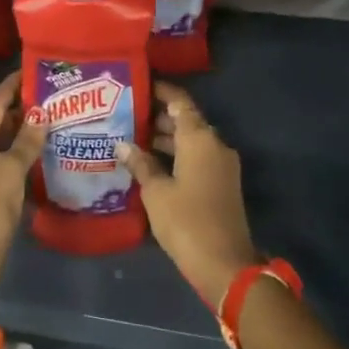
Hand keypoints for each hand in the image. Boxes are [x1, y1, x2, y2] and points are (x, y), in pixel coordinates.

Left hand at [0, 70, 46, 321]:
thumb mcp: (7, 172)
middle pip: (0, 120)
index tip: (36, 67)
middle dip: (25, 105)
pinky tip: (49, 147)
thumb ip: (25, 142)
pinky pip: (11, 160)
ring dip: (28, 128)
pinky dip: (28, 151)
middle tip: (56, 91)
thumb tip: (41, 114)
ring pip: (6, 140)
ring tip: (58, 113)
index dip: (13, 85)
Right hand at [117, 82, 258, 308]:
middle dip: (157, 117)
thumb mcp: (156, 192)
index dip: (160, 91)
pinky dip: (175, 156)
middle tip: (124, 115)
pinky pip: (196, 158)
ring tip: (131, 138)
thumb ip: (140, 163)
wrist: (225, 264)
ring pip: (191, 141)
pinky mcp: (221, 184)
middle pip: (186, 121)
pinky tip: (149, 164)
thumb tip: (123, 144)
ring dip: (165, 139)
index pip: (180, 102)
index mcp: (200, 139)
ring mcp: (221, 165)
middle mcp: (215, 145)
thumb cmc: (186, 222)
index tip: (137, 85)